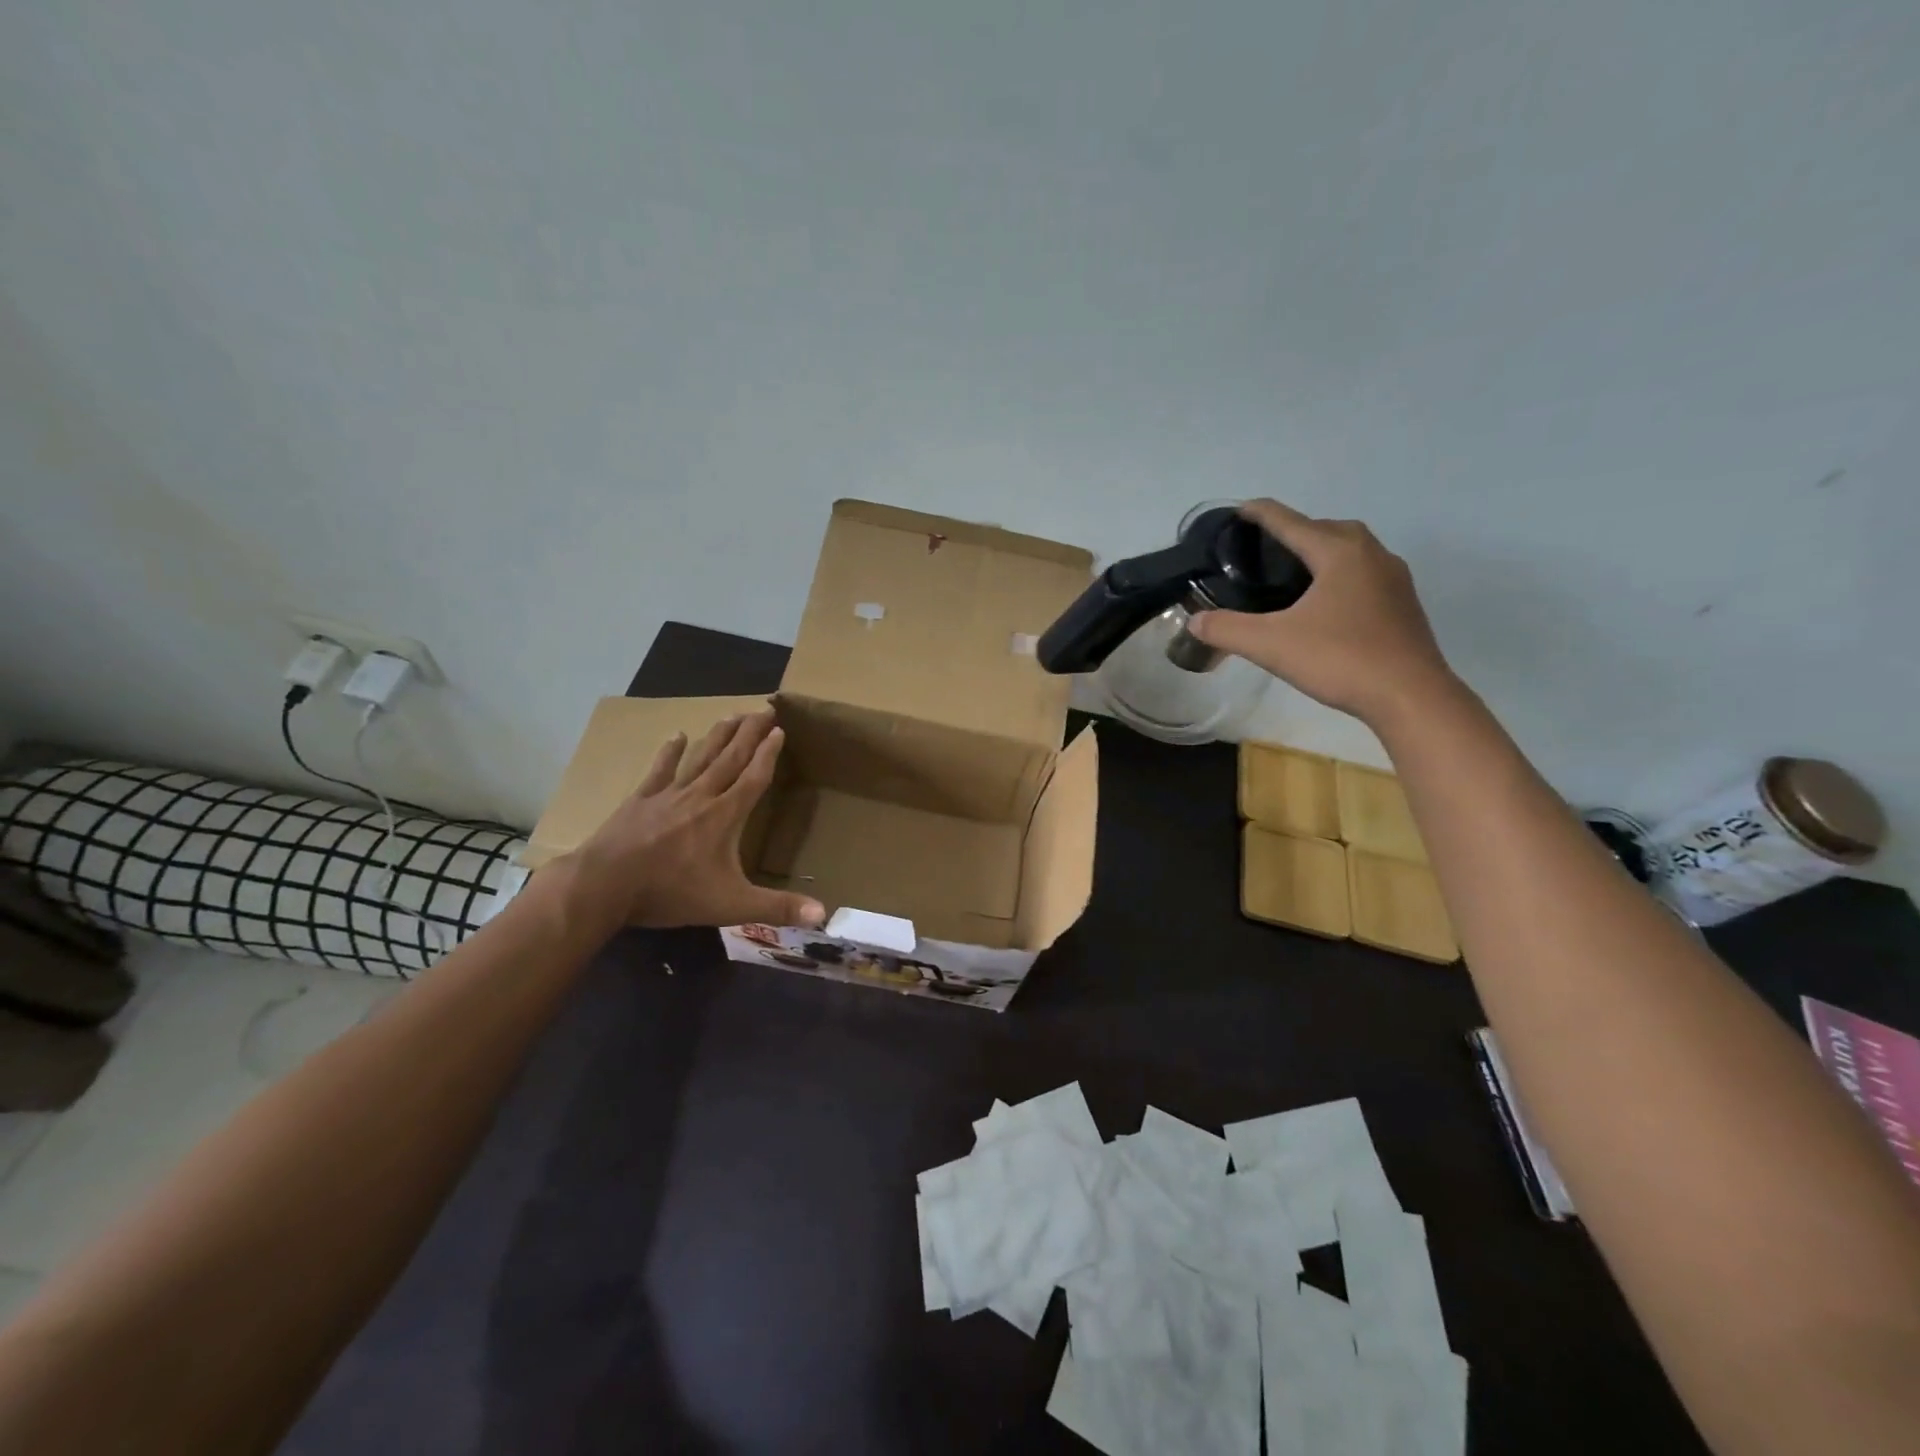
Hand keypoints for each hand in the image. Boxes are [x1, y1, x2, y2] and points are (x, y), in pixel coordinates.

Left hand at [560, 710, 826, 930]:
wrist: (605, 885)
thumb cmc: (671, 892)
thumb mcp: (731, 905)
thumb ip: (777, 908)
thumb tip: (824, 914)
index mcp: (724, 816)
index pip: (753, 778)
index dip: (768, 754)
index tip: (779, 729)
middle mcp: (701, 796)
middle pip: (731, 758)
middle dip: (750, 733)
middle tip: (764, 708)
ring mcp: (668, 795)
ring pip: (700, 758)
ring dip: (719, 735)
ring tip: (733, 714)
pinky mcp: (640, 801)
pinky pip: (660, 770)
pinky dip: (670, 752)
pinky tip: (677, 735)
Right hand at [1187, 500, 1458, 728]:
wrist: (1411, 696)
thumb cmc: (1340, 659)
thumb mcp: (1271, 645)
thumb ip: (1227, 629)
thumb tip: (1194, 621)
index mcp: (1338, 552)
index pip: (1291, 522)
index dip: (1261, 514)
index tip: (1239, 510)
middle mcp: (1370, 553)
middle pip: (1324, 528)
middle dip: (1293, 531)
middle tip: (1262, 550)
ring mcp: (1392, 578)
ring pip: (1349, 549)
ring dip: (1320, 551)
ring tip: (1291, 573)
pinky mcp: (1402, 603)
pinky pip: (1363, 572)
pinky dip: (1338, 574)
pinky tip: (1324, 601)